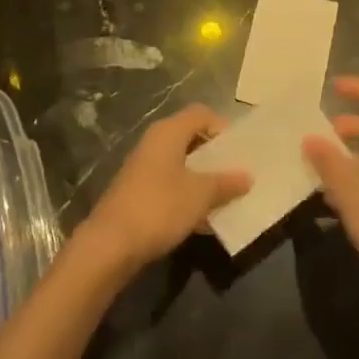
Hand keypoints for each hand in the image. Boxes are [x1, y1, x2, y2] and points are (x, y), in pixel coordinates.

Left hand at [80, 105, 250, 273]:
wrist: (110, 245)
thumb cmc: (159, 207)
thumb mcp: (200, 195)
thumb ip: (225, 183)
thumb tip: (247, 176)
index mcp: (168, 132)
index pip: (201, 114)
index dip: (222, 127)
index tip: (239, 152)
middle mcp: (154, 143)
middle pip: (191, 138)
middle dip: (215, 156)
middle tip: (237, 175)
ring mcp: (144, 169)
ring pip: (182, 165)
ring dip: (203, 180)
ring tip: (226, 200)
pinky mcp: (138, 193)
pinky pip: (171, 187)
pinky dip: (188, 197)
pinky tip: (204, 222)